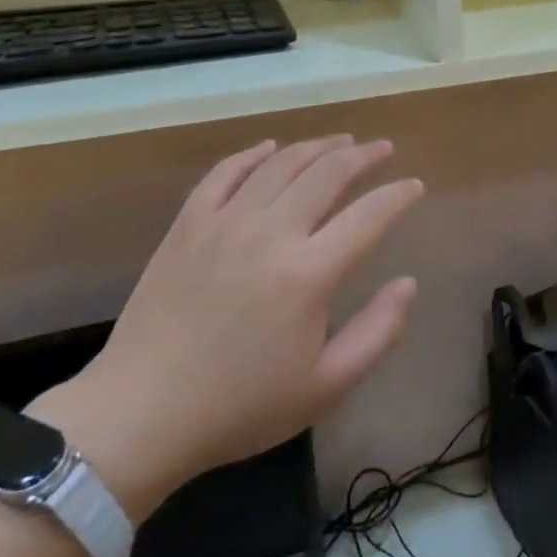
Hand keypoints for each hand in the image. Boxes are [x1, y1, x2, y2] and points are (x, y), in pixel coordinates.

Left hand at [30, 136, 422, 520]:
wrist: (141, 415)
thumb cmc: (240, 407)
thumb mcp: (326, 386)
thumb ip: (377, 331)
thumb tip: (408, 283)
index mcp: (308, 274)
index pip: (369, 216)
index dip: (398, 195)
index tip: (415, 185)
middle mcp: (270, 234)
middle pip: (327, 174)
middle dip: (363, 156)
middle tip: (382, 149)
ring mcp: (224, 223)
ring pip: (280, 164)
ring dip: (317, 147)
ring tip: (341, 141)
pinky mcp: (188, 226)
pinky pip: (225, 173)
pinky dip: (253, 155)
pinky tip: (271, 148)